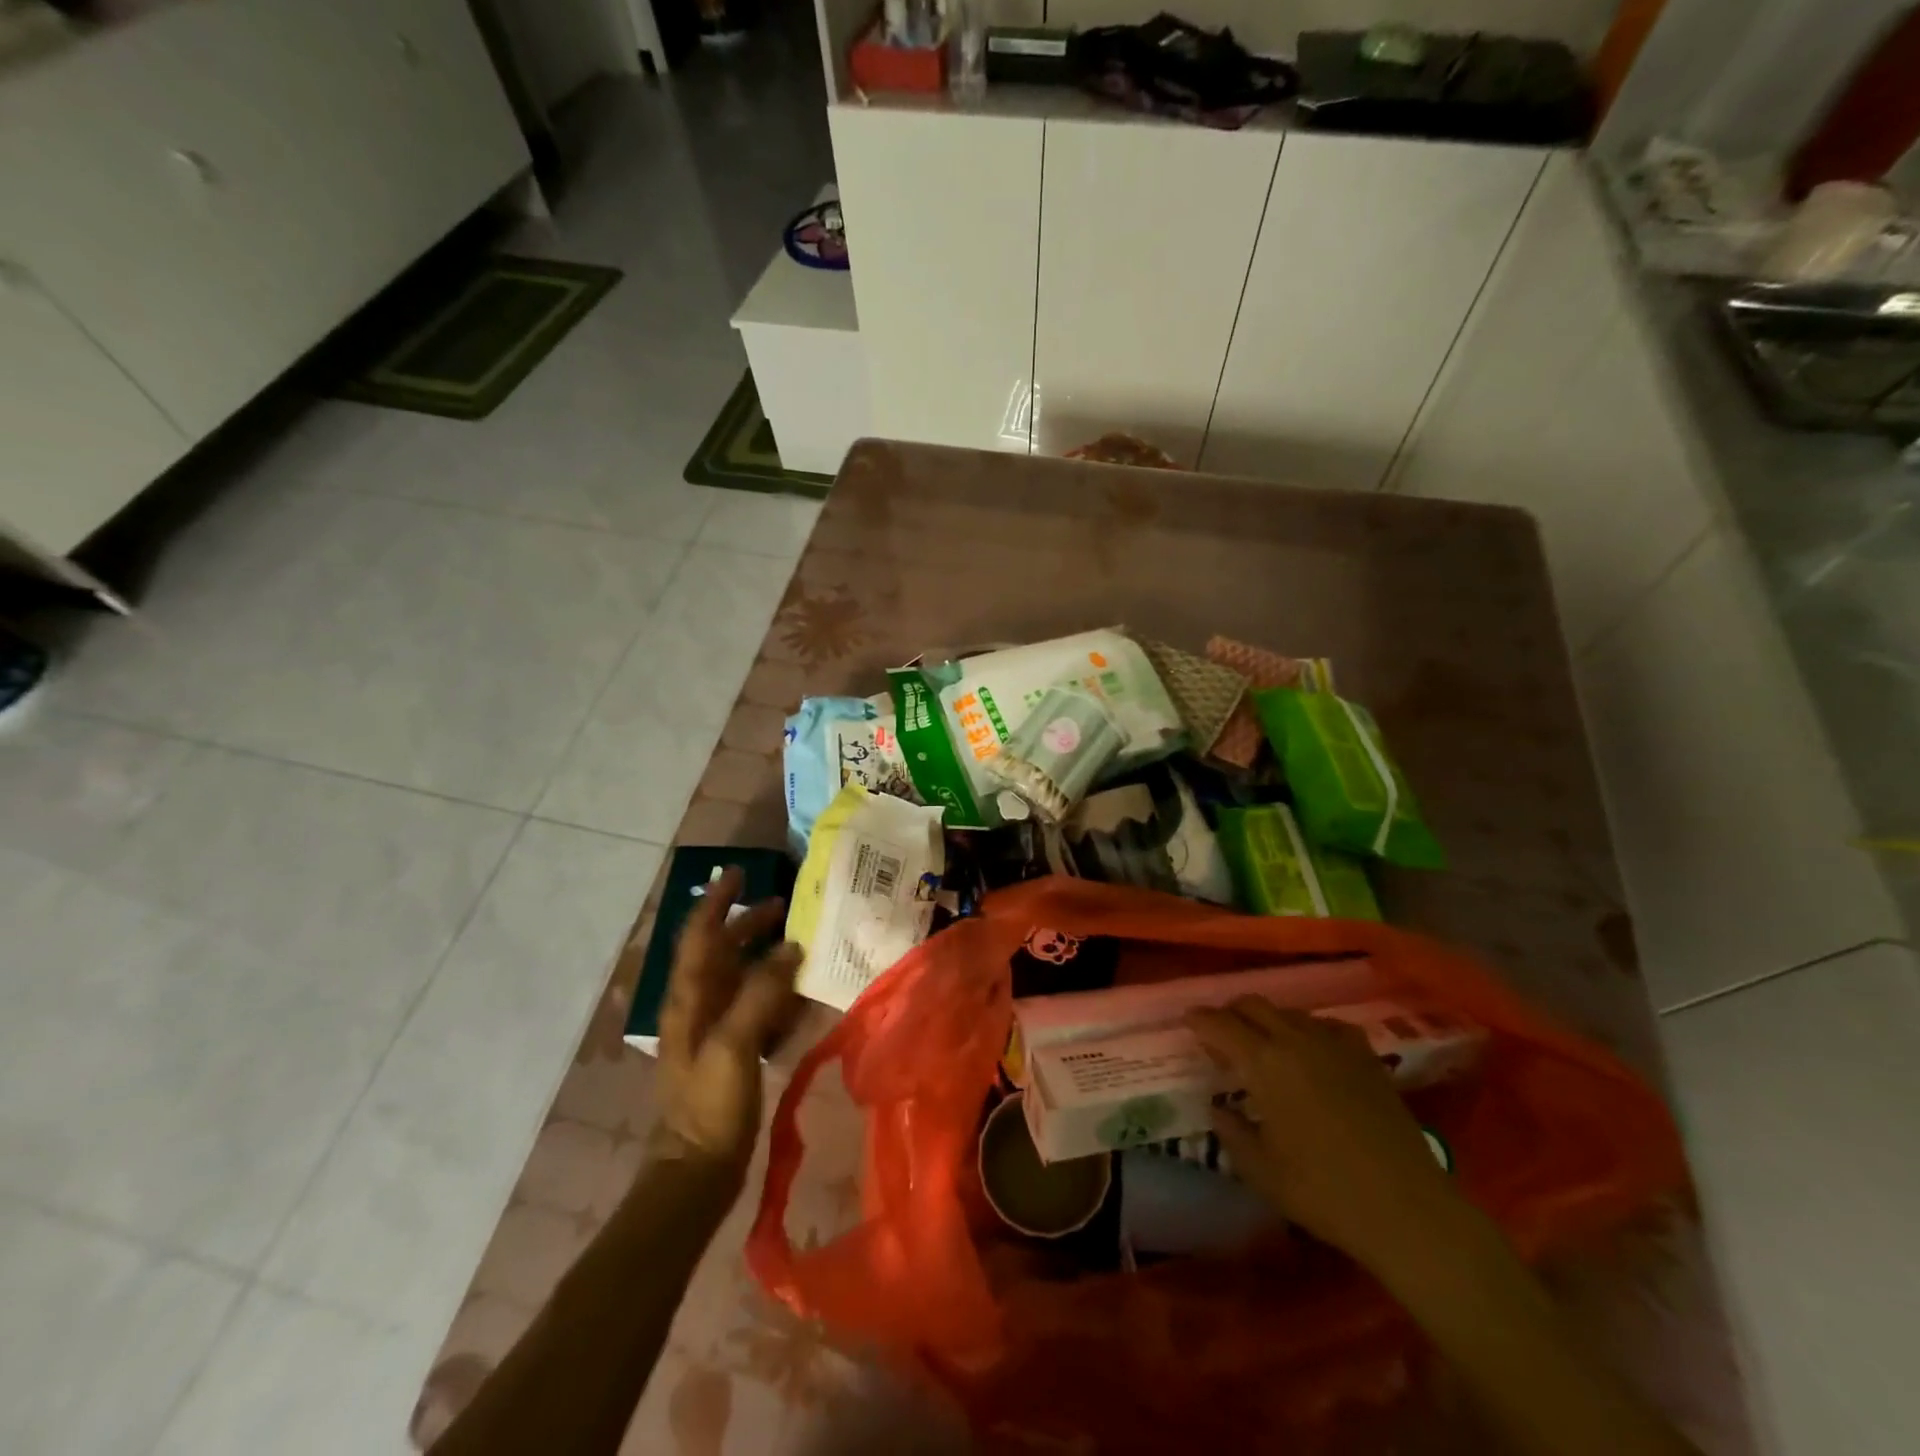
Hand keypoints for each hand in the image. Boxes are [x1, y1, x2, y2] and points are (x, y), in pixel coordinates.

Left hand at [651, 867, 802, 1179]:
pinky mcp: (730, 1051)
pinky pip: (754, 1007)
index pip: (699, 935)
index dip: (716, 901)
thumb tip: (790, 948)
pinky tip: (798, 995)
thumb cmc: (710, 1104)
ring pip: (738, 976)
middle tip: (784, 905)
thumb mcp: (734, 1045)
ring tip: (797, 942)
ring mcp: (713, 1029)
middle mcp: (698, 1006)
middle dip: (747, 923)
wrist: (697, 1170)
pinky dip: (774, 991)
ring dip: (763, 954)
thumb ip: (761, 992)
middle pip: (721, 950)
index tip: (738, 873)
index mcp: (689, 998)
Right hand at [1187, 997, 1458, 1269]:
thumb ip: (1231, 1132)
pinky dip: (1308, 1030)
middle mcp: (1296, 1041)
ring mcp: (1335, 1045)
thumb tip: (1219, 1108)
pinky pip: (1326, 1025)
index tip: (1187, 1022)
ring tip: (1263, 1046)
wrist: (1409, 1211)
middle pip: (1253, 1005)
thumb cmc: (1324, 1193)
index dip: (1199, 1020)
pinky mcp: (1367, 1057)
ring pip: (1289, 1012)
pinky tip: (1310, 1052)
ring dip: (1268, 1021)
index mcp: (1265, 1064)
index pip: (1220, 1024)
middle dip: (1230, 1013)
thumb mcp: (1261, 1171)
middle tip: (1221, 1034)